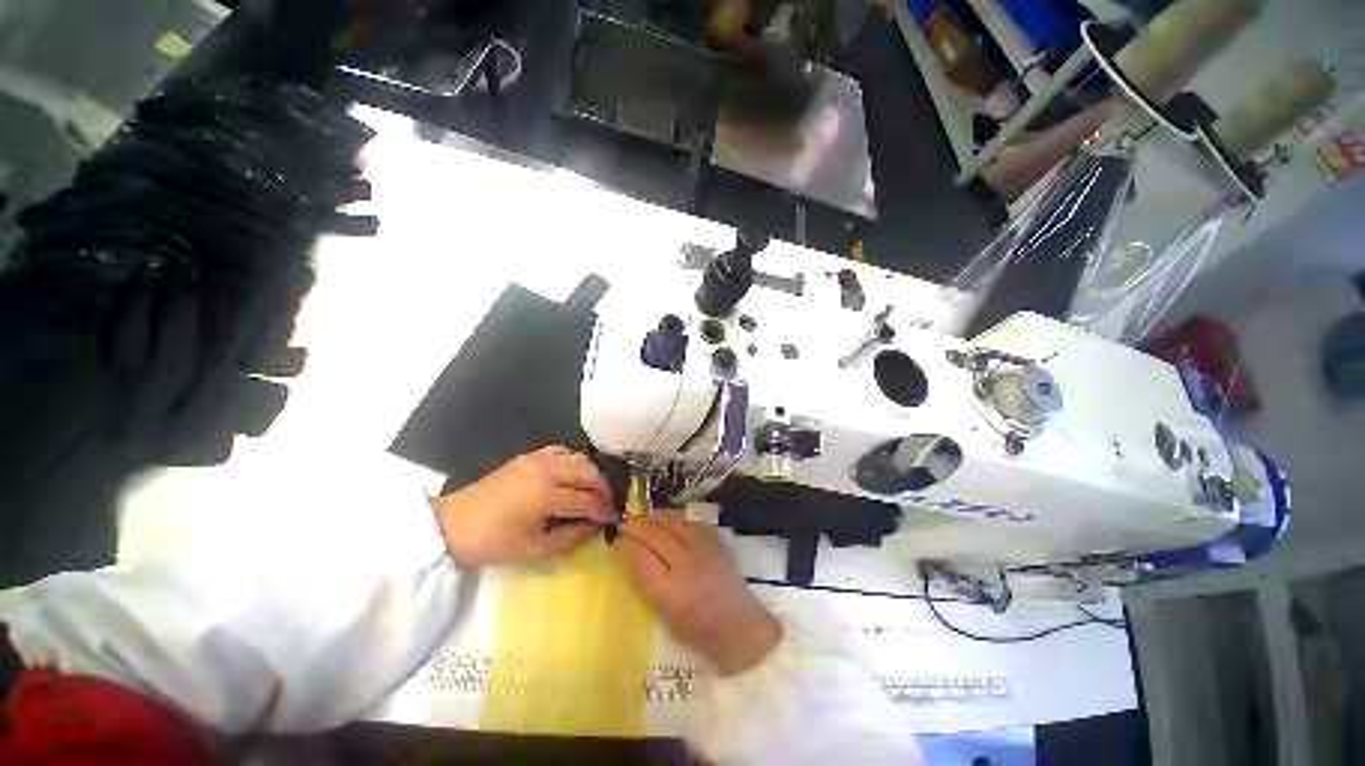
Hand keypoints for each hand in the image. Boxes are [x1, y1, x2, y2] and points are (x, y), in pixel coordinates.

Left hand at [432, 446, 613, 566]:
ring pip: (579, 458)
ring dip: (592, 473)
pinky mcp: (529, 456)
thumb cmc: (492, 542)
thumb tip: (594, 527)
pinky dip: (575, 461)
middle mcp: (546, 470)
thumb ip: (569, 538)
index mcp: (545, 495)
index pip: (587, 499)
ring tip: (594, 490)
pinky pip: (562, 451)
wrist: (453, 524)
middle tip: (607, 505)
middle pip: (588, 473)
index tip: (611, 519)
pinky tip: (574, 474)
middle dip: (603, 489)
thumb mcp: (532, 549)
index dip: (602, 510)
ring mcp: (537, 459)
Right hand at [614, 514, 781, 674]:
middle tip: (623, 524)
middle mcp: (688, 565)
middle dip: (635, 526)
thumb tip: (629, 553)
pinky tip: (666, 519)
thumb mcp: (664, 614)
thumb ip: (646, 582)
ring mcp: (704, 549)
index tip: (615, 538)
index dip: (625, 544)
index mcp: (671, 592)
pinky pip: (690, 521)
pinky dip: (674, 518)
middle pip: (655, 535)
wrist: (741, 627)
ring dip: (653, 517)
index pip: (641, 557)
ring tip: (642, 518)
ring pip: (672, 521)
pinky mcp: (717, 540)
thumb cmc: (698, 631)